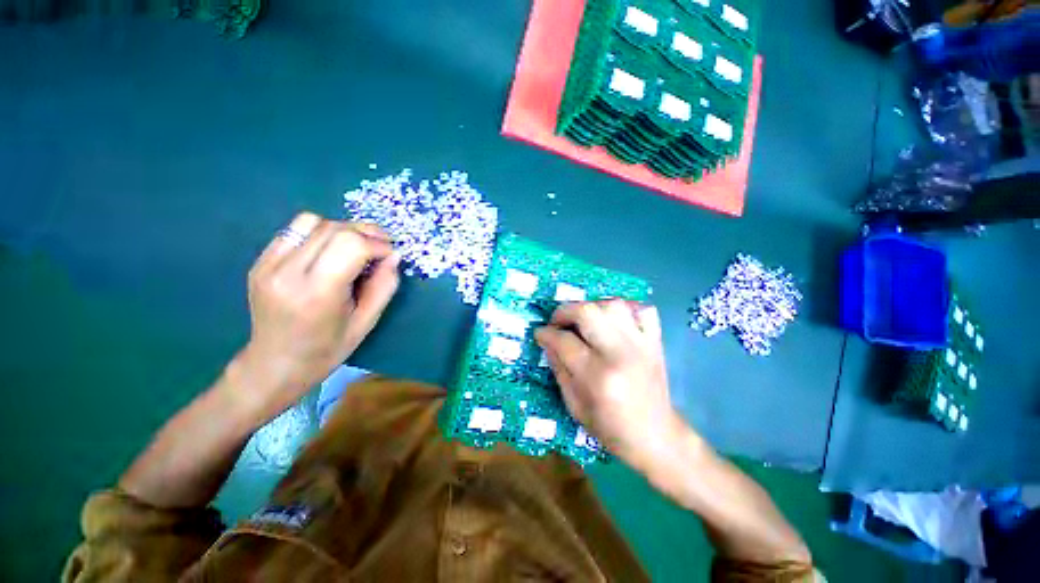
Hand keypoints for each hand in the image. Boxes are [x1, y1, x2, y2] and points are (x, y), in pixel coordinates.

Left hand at [229, 212, 399, 418]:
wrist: (275, 363)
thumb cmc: (328, 348)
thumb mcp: (367, 321)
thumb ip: (384, 285)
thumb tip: (394, 255)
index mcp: (317, 293)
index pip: (351, 245)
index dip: (378, 244)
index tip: (391, 254)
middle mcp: (287, 272)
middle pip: (333, 229)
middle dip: (365, 233)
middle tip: (381, 246)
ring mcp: (268, 264)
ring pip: (312, 221)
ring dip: (342, 229)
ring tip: (355, 247)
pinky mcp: (260, 261)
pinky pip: (294, 230)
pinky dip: (319, 233)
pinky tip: (330, 251)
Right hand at [535, 300, 683, 471]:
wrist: (656, 437)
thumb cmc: (610, 428)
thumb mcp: (574, 405)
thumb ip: (558, 368)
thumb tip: (547, 341)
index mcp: (597, 376)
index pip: (563, 340)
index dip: (545, 333)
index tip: (540, 333)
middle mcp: (619, 353)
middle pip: (588, 312)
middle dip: (564, 311)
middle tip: (558, 322)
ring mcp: (642, 344)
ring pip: (614, 305)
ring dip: (593, 307)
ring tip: (585, 321)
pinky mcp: (656, 341)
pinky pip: (643, 309)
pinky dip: (626, 309)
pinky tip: (615, 321)